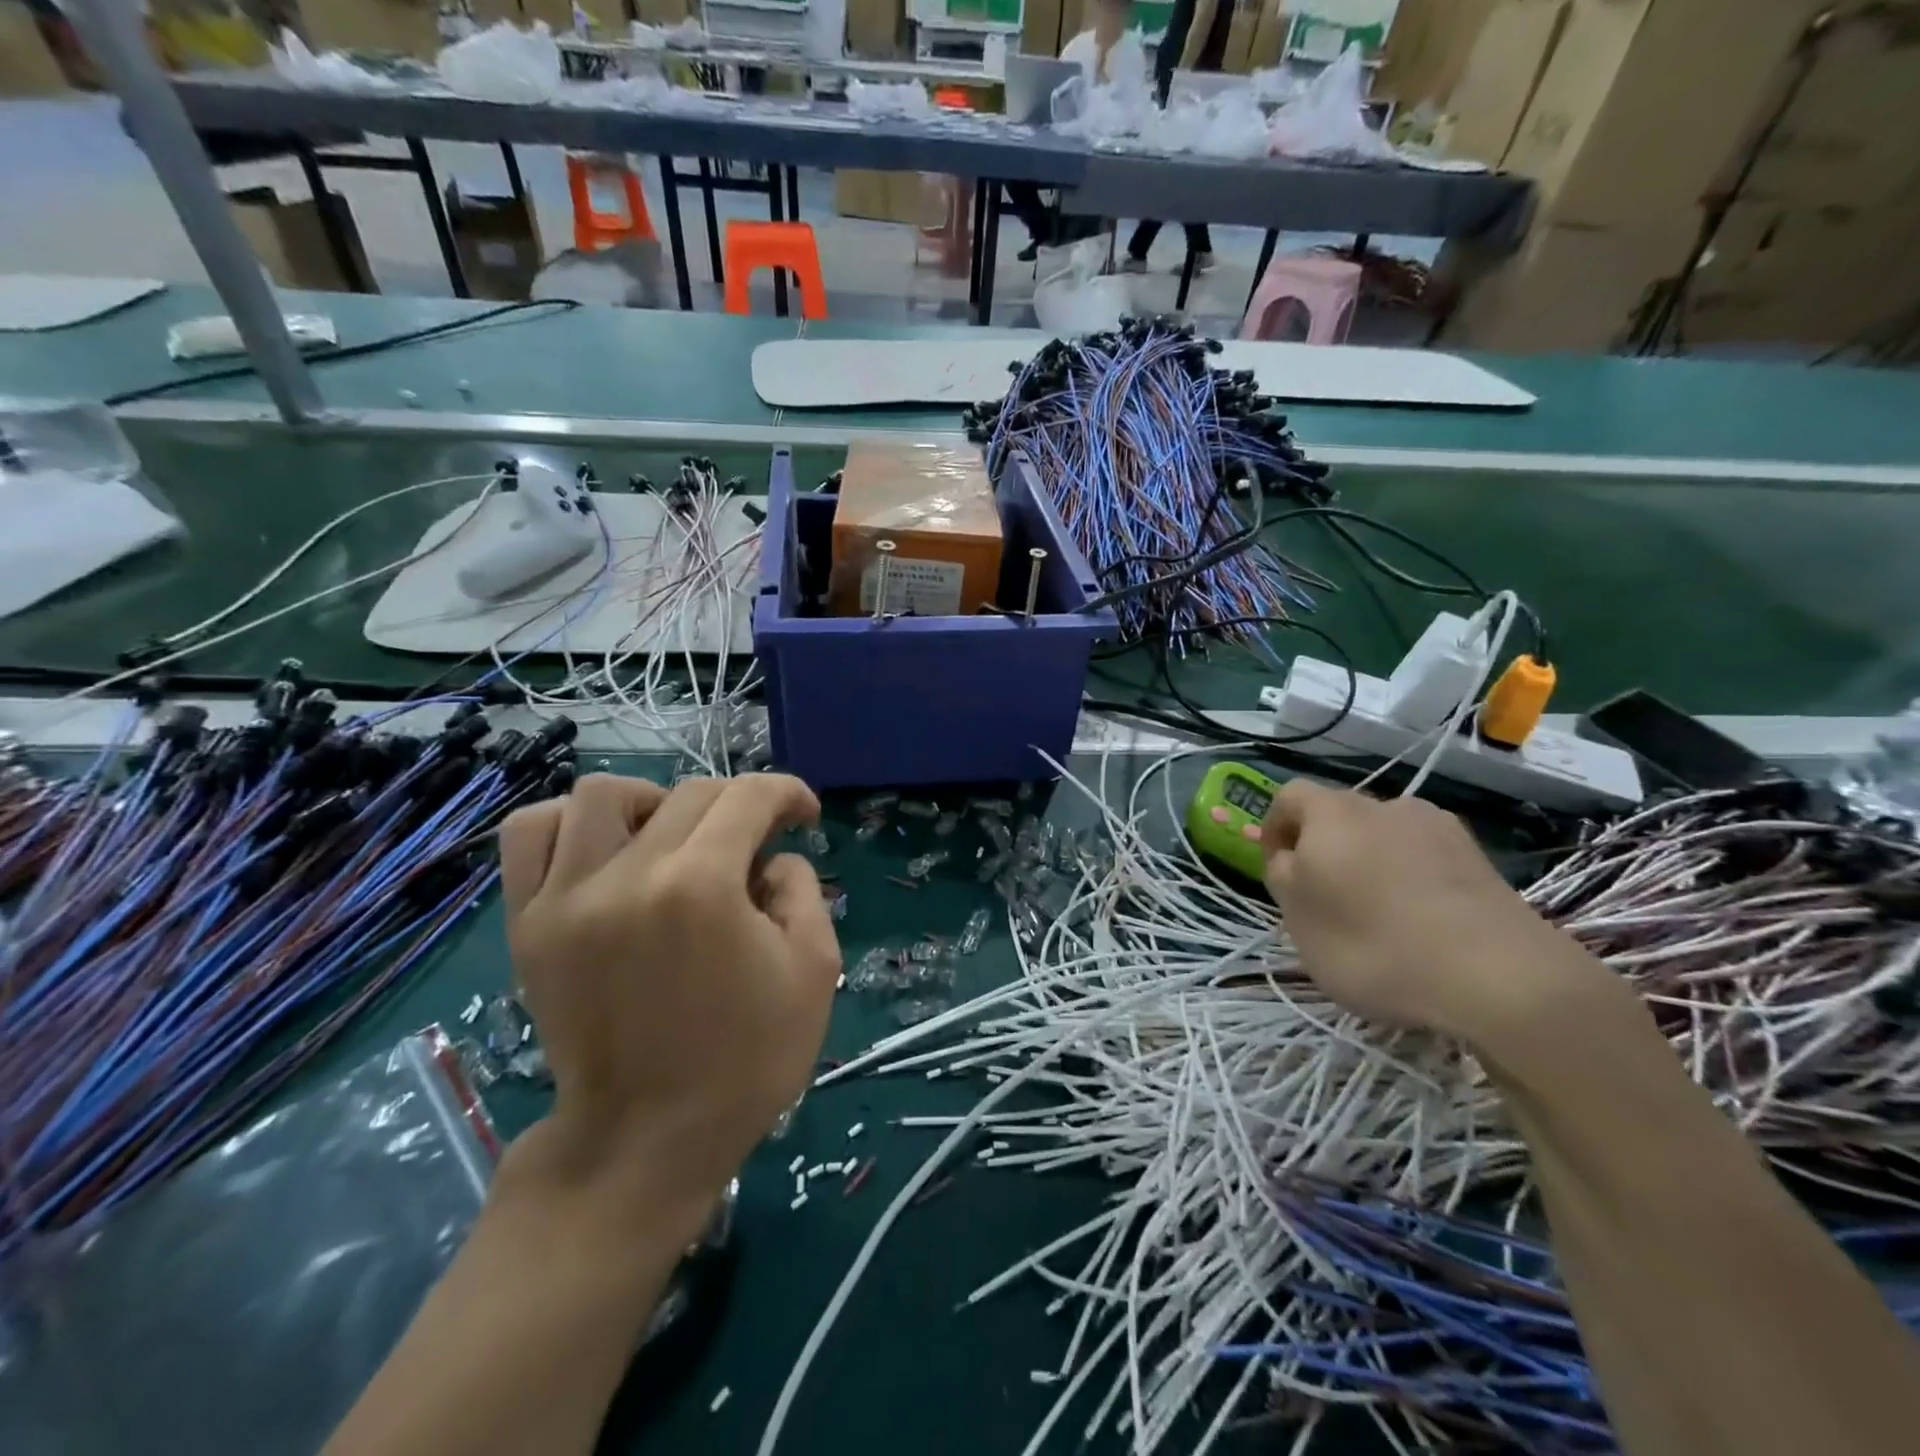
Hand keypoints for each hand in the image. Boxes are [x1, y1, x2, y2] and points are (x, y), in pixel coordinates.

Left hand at [498, 774, 840, 1210]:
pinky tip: (605, 850)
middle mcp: (626, 876)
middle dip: (738, 805)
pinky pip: (531, 834)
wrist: (645, 1140)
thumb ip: (803, 890)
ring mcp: (565, 897)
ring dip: (654, 802)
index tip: (803, 816)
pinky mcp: (528, 923)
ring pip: (602, 794)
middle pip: (688, 793)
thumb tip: (771, 857)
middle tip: (755, 842)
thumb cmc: (745, 1061)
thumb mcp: (815, 972)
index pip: (748, 797)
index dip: (787, 793)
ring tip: (674, 839)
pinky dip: (570, 822)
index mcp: (701, 888)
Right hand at [1260, 780, 1602, 1042]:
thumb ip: (1283, 876)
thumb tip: (1291, 857)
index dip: (1275, 829)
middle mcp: (1385, 805)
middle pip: (1339, 817)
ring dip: (1372, 865)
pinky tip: (1423, 925)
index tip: (1277, 871)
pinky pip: (1426, 860)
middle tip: (1325, 900)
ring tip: (1379, 916)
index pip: (1288, 797)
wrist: (1498, 975)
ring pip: (1385, 839)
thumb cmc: (1372, 941)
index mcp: (1332, 811)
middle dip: (1325, 851)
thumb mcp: (1297, 916)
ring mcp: (1439, 829)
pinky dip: (1413, 882)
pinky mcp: (1480, 859)